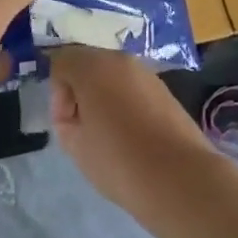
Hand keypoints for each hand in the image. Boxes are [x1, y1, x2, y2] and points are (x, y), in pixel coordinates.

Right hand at [48, 45, 216, 213]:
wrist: (180, 178)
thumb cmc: (119, 160)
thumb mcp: (76, 146)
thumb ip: (65, 121)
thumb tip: (75, 111)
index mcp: (93, 66)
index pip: (61, 62)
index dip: (57, 94)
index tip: (67, 125)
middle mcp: (120, 59)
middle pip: (88, 65)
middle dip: (80, 92)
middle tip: (84, 130)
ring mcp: (146, 72)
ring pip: (112, 76)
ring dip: (103, 97)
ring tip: (110, 136)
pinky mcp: (165, 89)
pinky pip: (133, 88)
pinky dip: (125, 103)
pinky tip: (132, 136)